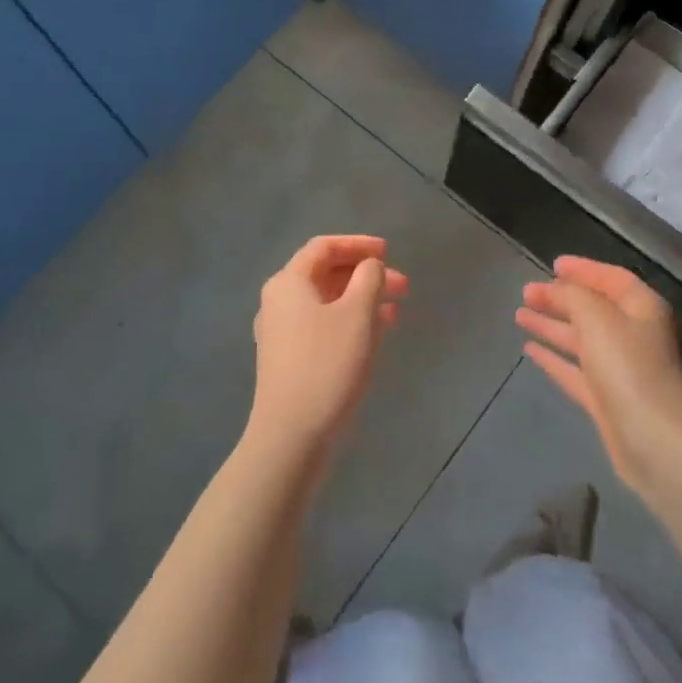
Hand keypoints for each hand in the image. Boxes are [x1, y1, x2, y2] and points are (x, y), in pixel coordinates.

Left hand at [247, 235, 408, 471]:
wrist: (290, 437)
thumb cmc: (327, 365)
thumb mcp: (357, 314)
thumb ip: (369, 279)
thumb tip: (369, 267)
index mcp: (289, 282)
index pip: (324, 247)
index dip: (358, 244)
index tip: (389, 252)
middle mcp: (279, 301)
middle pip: (326, 274)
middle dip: (366, 275)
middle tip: (402, 286)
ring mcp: (281, 333)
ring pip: (327, 302)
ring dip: (362, 300)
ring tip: (395, 311)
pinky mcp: (288, 360)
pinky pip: (322, 327)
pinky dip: (350, 323)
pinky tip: (375, 336)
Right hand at [516, 257, 681, 497]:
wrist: (654, 441)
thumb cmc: (628, 367)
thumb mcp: (596, 317)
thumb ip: (572, 296)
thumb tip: (556, 289)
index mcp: (641, 308)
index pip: (611, 278)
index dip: (583, 269)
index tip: (553, 265)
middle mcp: (633, 335)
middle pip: (593, 308)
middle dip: (560, 298)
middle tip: (526, 292)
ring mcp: (620, 369)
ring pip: (580, 339)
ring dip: (551, 325)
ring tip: (519, 315)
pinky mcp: (606, 400)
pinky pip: (575, 370)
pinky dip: (553, 358)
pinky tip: (529, 350)